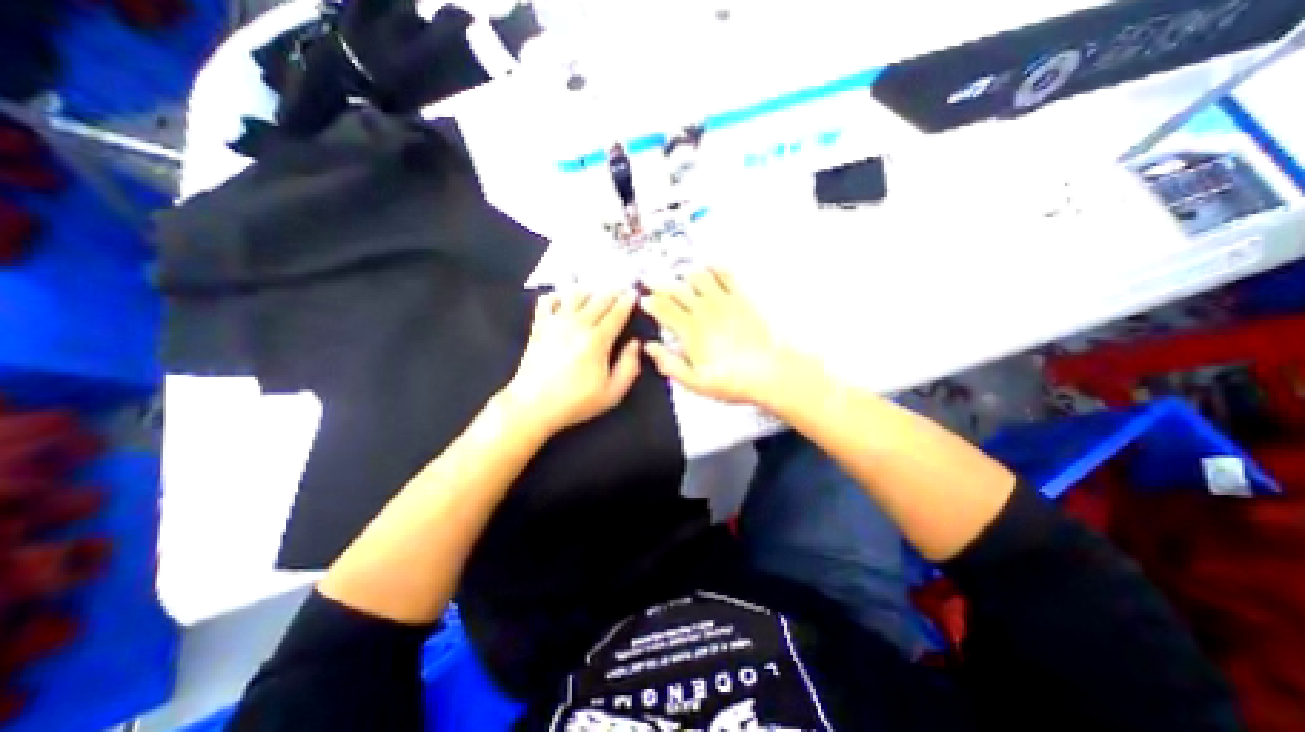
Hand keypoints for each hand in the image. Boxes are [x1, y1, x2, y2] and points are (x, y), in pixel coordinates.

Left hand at [500, 285, 640, 433]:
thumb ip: (629, 368)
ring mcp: (556, 322)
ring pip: (575, 294)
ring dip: (589, 290)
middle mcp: (577, 324)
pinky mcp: (540, 325)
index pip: (616, 313)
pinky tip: (564, 299)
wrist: (533, 405)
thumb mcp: (612, 394)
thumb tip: (635, 344)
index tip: (634, 293)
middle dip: (613, 291)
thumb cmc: (575, 402)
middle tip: (622, 287)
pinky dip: (558, 295)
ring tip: (596, 291)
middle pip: (599, 299)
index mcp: (597, 340)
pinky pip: (548, 300)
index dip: (627, 301)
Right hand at [640, 267, 795, 408]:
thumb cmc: (731, 381)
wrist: (768, 373)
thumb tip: (650, 348)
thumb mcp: (694, 382)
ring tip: (677, 274)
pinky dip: (714, 267)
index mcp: (690, 331)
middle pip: (676, 289)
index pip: (663, 309)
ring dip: (684, 274)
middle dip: (659, 283)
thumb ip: (669, 364)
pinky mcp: (741, 299)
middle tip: (649, 279)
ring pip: (698, 277)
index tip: (643, 300)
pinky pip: (725, 275)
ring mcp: (723, 302)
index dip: (650, 302)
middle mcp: (704, 311)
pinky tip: (709, 266)